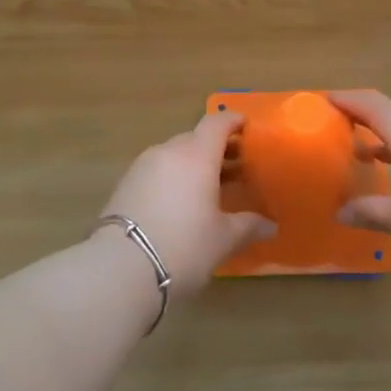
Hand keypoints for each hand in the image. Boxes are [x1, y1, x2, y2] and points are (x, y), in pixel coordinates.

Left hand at [99, 112, 273, 293]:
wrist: (120, 269)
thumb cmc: (183, 246)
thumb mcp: (223, 239)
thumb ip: (249, 226)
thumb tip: (270, 225)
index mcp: (196, 155)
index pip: (217, 123)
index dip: (234, 121)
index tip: (247, 127)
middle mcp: (168, 152)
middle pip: (195, 139)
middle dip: (216, 149)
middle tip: (235, 168)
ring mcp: (142, 167)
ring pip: (174, 155)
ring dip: (193, 164)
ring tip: (208, 189)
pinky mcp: (124, 185)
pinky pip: (157, 171)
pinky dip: (172, 178)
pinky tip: (180, 204)